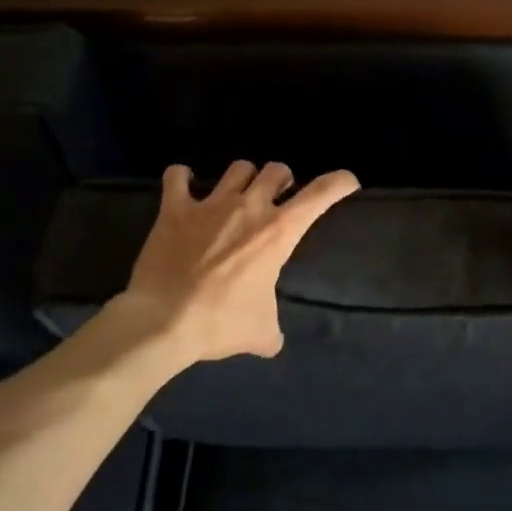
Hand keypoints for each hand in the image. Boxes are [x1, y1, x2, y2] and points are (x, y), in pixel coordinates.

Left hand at [114, 160, 359, 365]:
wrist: (162, 322)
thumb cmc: (221, 323)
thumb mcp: (262, 333)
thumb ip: (272, 330)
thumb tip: (271, 342)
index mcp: (279, 232)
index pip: (320, 194)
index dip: (339, 183)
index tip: (348, 182)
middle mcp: (249, 207)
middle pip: (276, 169)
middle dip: (282, 179)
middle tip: (278, 196)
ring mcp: (210, 204)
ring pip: (238, 168)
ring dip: (244, 178)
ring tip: (238, 193)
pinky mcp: (174, 209)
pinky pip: (177, 176)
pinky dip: (182, 177)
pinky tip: (185, 186)